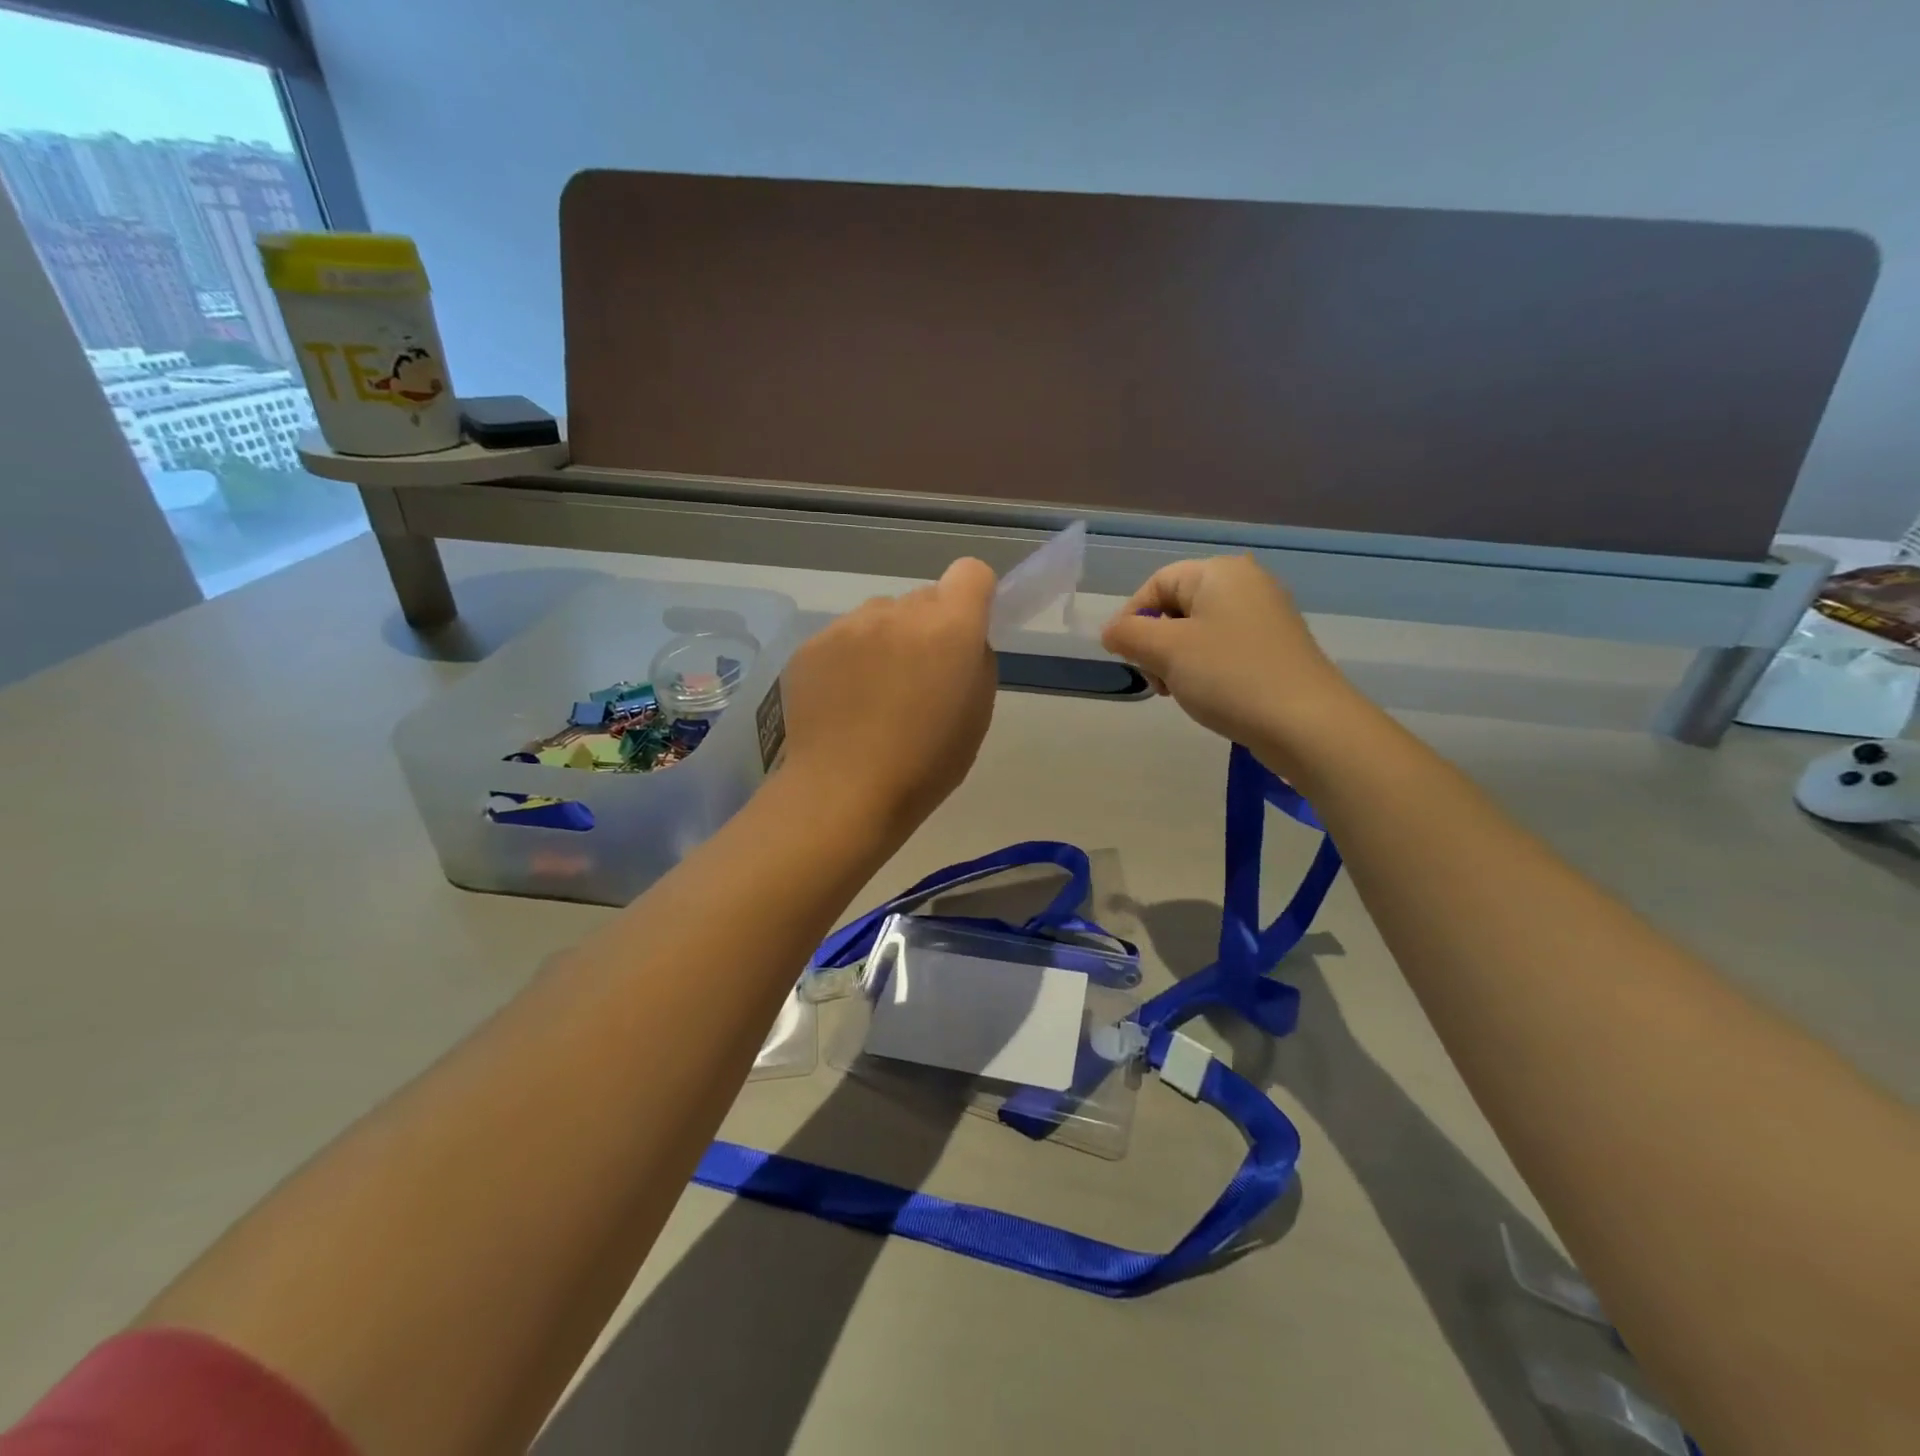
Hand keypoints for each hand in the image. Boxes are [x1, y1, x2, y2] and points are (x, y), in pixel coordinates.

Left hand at [778, 558, 998, 838]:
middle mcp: (897, 612)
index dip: (974, 596)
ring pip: (879, 616)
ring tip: (874, 694)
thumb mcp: (976, 715)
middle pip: (923, 598)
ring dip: (886, 640)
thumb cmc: (925, 764)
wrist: (844, 792)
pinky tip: (842, 703)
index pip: (971, 572)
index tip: (967, 631)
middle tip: (919, 678)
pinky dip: (848, 660)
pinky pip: (842, 638)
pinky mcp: (810, 646)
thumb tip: (961, 642)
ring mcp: (847, 626)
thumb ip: (974, 661)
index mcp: (949, 627)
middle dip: (928, 627)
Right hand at [1101, 556, 1368, 770]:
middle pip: (1177, 606)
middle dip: (1155, 643)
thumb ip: (1128, 634)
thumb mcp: (1166, 651)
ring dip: (1177, 661)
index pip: (1156, 583)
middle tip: (1156, 679)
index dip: (1131, 618)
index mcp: (1220, 573)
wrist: (1306, 723)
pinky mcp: (1275, 649)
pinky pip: (1223, 649)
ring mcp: (1265, 617)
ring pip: (1198, 632)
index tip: (1123, 657)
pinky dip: (1204, 670)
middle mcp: (1246, 584)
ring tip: (1180, 692)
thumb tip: (1112, 632)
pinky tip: (1207, 696)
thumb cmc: (1229, 676)